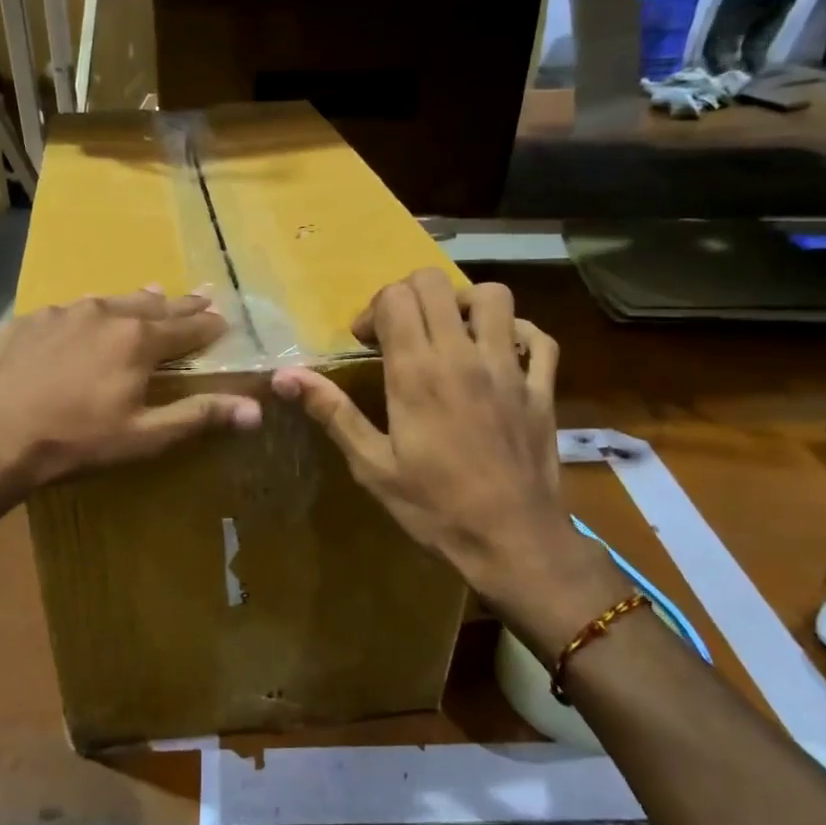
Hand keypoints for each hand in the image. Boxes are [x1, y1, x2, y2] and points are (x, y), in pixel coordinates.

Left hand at [0, 289, 261, 512]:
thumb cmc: (74, 441)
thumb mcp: (143, 436)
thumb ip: (198, 416)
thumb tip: (256, 409)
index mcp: (136, 340)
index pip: (186, 326)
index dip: (208, 324)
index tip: (224, 317)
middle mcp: (101, 314)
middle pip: (150, 306)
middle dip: (178, 303)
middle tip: (199, 294)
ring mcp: (57, 314)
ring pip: (105, 302)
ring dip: (130, 302)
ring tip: (146, 296)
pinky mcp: (21, 323)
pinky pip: (62, 314)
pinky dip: (81, 316)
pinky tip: (75, 323)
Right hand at [272, 270, 591, 625]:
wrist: (512, 541)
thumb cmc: (434, 507)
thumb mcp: (372, 465)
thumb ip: (332, 412)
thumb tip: (284, 377)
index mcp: (417, 372)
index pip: (395, 298)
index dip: (374, 310)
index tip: (366, 343)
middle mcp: (464, 356)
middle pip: (436, 283)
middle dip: (409, 295)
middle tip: (399, 331)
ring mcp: (509, 369)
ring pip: (494, 297)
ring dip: (464, 303)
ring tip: (448, 332)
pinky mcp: (540, 388)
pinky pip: (538, 338)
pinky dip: (517, 333)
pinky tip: (499, 353)